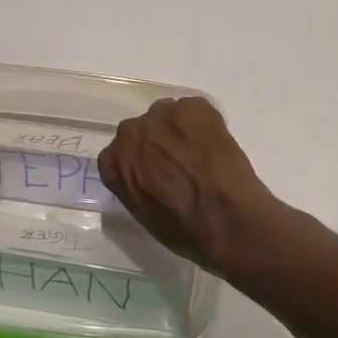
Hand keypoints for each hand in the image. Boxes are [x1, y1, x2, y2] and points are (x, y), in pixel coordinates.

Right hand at [98, 97, 276, 272]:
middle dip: (158, 141)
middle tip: (181, 161)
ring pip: (169, 115)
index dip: (140, 160)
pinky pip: (196, 111)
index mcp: (113, 163)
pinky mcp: (192, 107)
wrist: (224, 219)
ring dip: (181, 130)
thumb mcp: (145, 215)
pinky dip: (207, 125)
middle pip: (142, 129)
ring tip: (203, 153)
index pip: (119, 154)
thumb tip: (152, 179)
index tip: (155, 171)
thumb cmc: (184, 230)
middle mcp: (130, 133)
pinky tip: (218, 147)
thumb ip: (138, 186)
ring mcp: (161, 115)